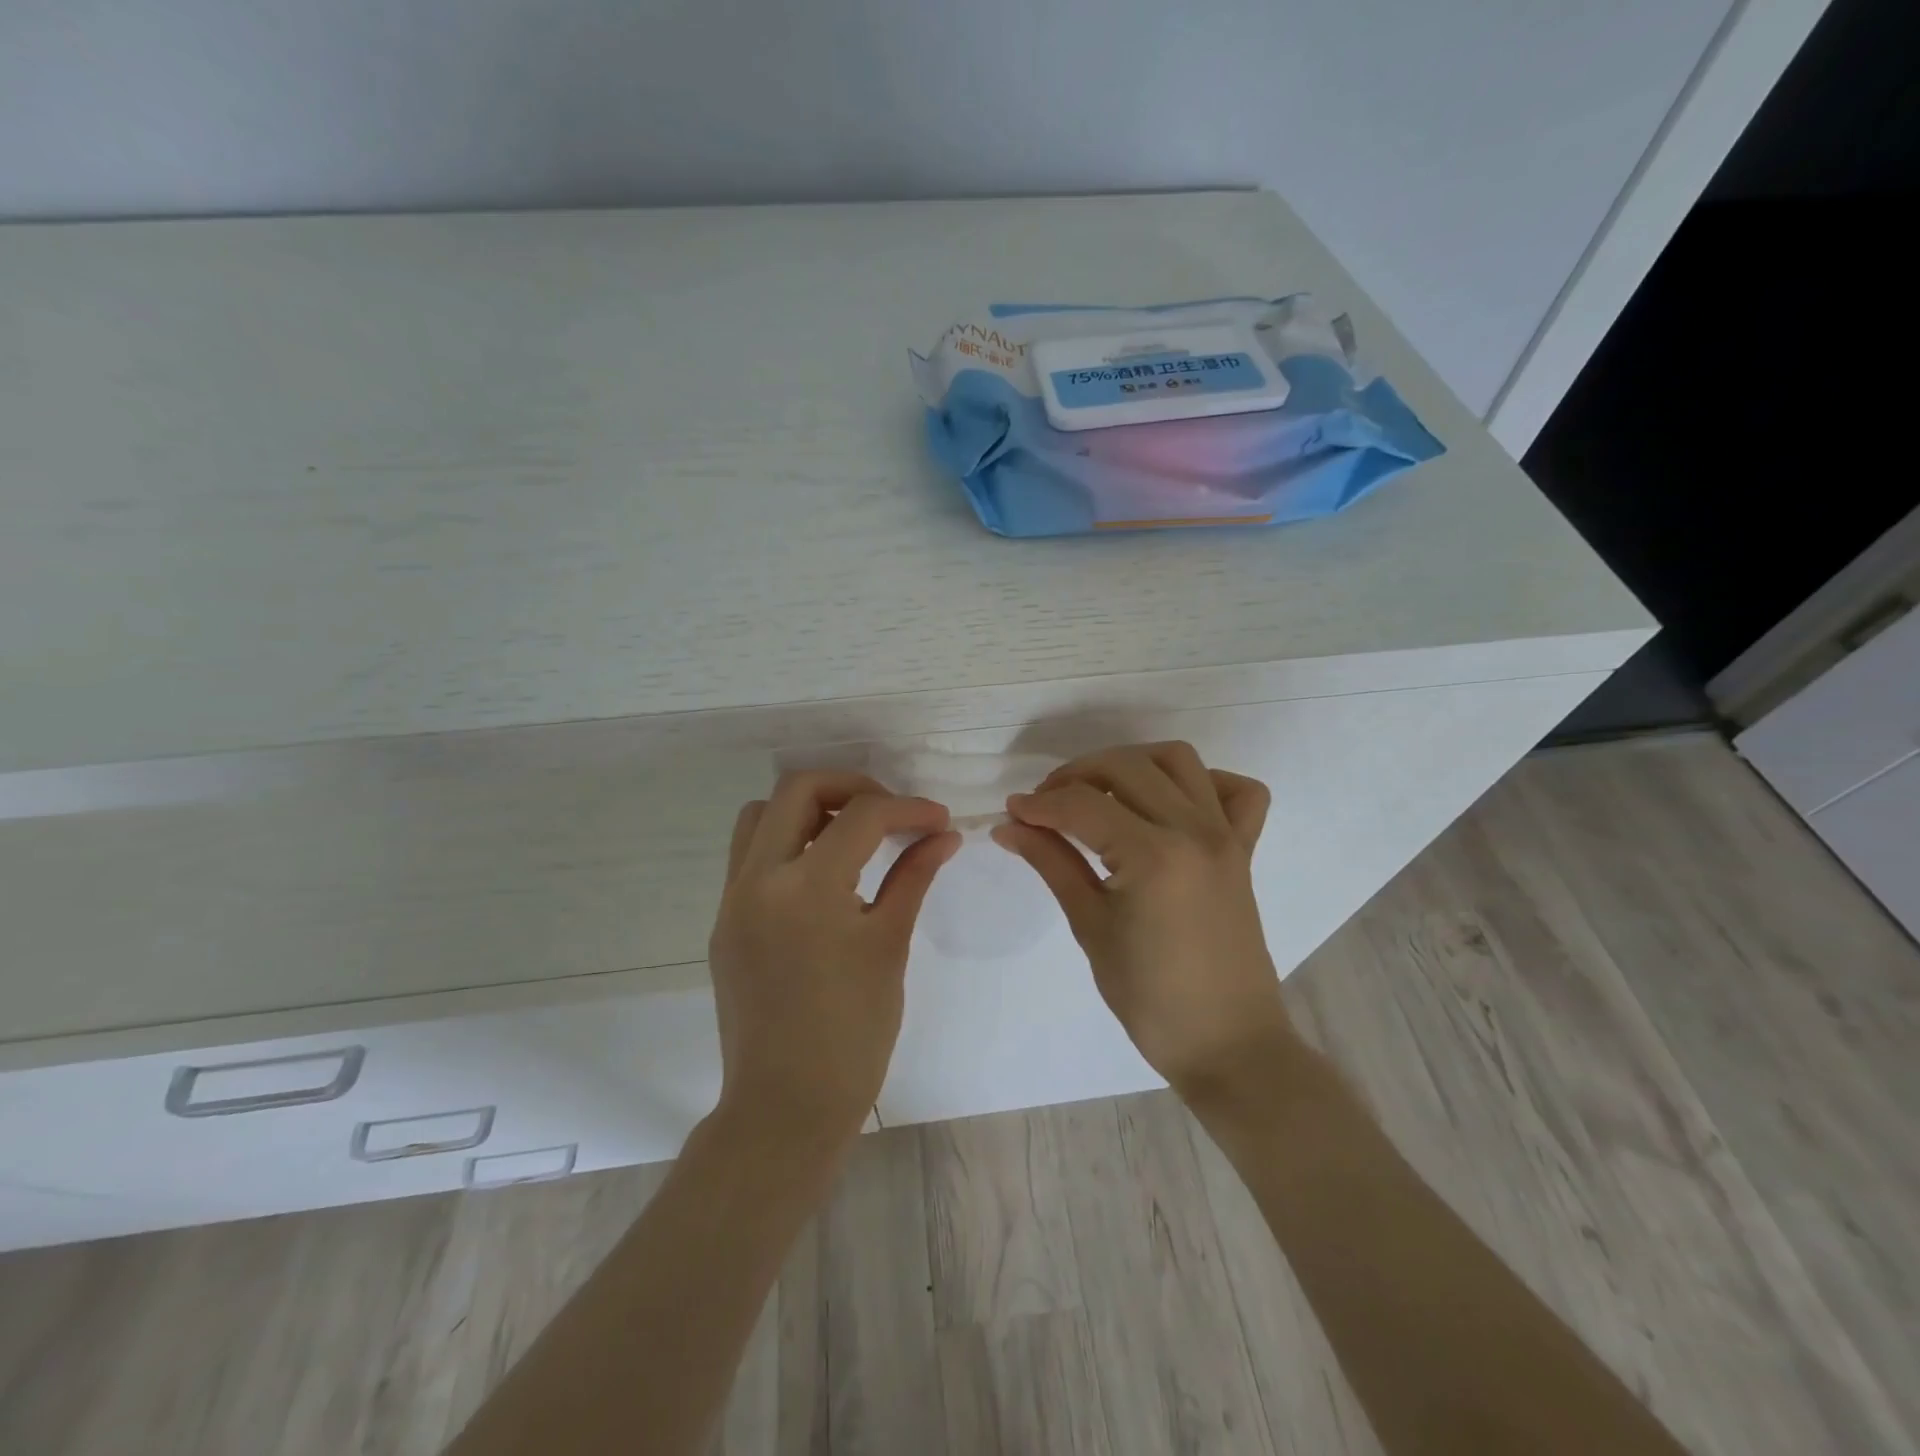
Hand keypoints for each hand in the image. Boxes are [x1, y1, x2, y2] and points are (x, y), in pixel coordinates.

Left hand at [708, 771, 958, 1148]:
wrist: (786, 1107)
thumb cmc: (852, 1034)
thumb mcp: (889, 945)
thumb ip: (912, 877)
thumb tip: (944, 835)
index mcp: (806, 887)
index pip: (861, 816)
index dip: (908, 809)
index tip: (938, 820)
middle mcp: (758, 879)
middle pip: (797, 789)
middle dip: (852, 787)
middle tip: (890, 814)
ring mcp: (732, 900)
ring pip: (761, 816)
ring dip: (808, 809)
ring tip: (851, 837)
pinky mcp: (724, 922)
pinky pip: (751, 856)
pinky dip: (787, 843)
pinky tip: (823, 875)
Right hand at [992, 742, 1293, 1095]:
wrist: (1228, 1043)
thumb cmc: (1150, 998)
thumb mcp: (1091, 927)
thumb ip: (1053, 864)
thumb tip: (1010, 827)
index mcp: (1153, 856)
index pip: (1083, 805)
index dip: (1040, 804)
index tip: (1011, 812)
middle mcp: (1194, 830)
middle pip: (1126, 767)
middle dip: (1076, 776)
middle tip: (1045, 806)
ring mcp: (1226, 836)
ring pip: (1178, 761)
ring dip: (1132, 763)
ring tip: (1100, 793)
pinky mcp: (1244, 849)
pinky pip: (1238, 792)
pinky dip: (1203, 782)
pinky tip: (1170, 804)